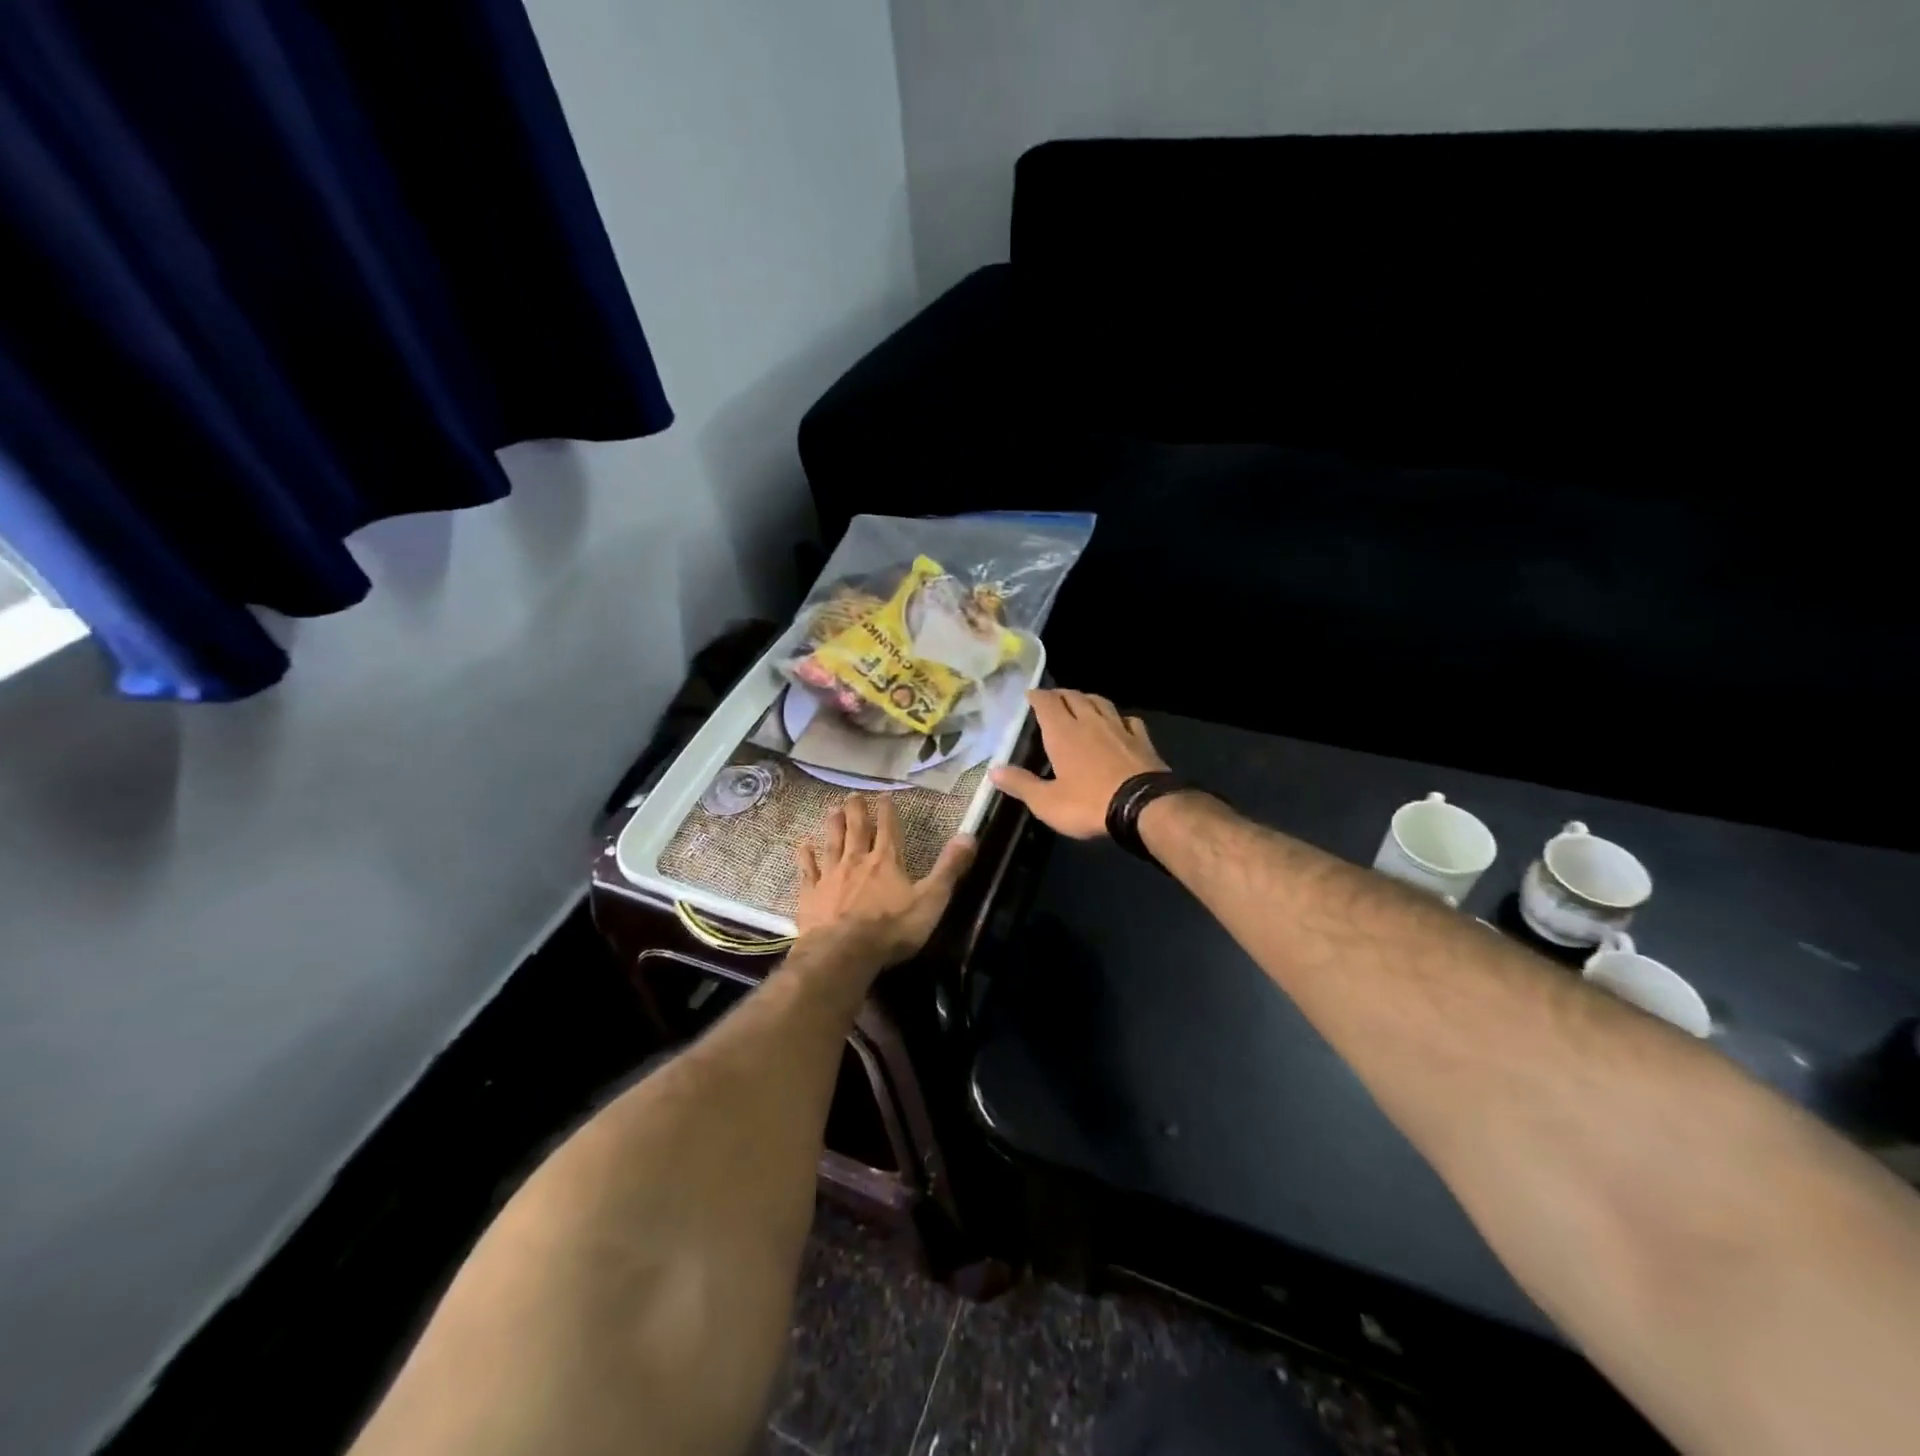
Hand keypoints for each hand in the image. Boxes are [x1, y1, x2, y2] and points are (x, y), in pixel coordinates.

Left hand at [794, 794, 975, 969]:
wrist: (843, 952)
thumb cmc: (892, 928)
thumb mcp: (931, 900)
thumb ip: (949, 868)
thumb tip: (969, 835)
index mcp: (886, 861)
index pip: (889, 829)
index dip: (887, 811)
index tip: (884, 795)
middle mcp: (857, 861)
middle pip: (857, 830)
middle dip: (857, 811)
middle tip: (852, 795)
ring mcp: (831, 877)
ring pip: (832, 844)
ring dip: (833, 825)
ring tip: (831, 809)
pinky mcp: (811, 895)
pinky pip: (808, 870)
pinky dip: (805, 856)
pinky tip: (803, 845)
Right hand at [990, 689, 1168, 839]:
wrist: (1144, 807)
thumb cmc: (1089, 803)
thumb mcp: (1047, 802)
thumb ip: (1021, 784)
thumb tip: (993, 770)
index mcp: (1063, 733)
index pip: (1047, 703)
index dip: (1037, 696)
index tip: (1030, 694)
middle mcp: (1090, 722)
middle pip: (1074, 697)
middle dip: (1061, 694)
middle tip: (1053, 698)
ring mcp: (1119, 728)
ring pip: (1101, 702)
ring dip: (1088, 699)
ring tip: (1082, 702)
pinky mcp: (1142, 740)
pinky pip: (1128, 719)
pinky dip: (1119, 717)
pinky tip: (1119, 723)